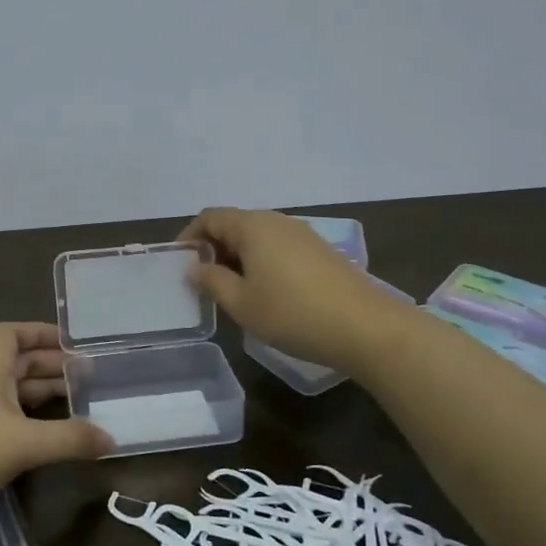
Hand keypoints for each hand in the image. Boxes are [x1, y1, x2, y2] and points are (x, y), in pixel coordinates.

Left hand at [0, 322, 113, 532]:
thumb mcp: (23, 443)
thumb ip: (69, 439)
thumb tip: (111, 438)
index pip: (13, 333)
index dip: (42, 332)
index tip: (74, 343)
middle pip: (16, 363)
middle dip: (51, 367)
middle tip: (88, 380)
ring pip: (9, 394)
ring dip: (39, 397)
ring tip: (75, 408)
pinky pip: (0, 421)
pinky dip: (24, 423)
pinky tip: (42, 442)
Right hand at [179, 208, 405, 373]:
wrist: (366, 327)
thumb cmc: (293, 313)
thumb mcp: (242, 303)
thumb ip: (212, 281)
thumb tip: (195, 268)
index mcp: (252, 226)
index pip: (210, 217)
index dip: (189, 237)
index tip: (180, 264)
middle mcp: (277, 221)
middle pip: (234, 224)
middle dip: (213, 249)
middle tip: (203, 282)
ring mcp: (303, 234)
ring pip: (258, 237)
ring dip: (238, 257)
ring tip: (232, 290)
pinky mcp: (320, 251)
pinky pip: (278, 248)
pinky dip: (261, 262)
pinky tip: (266, 292)